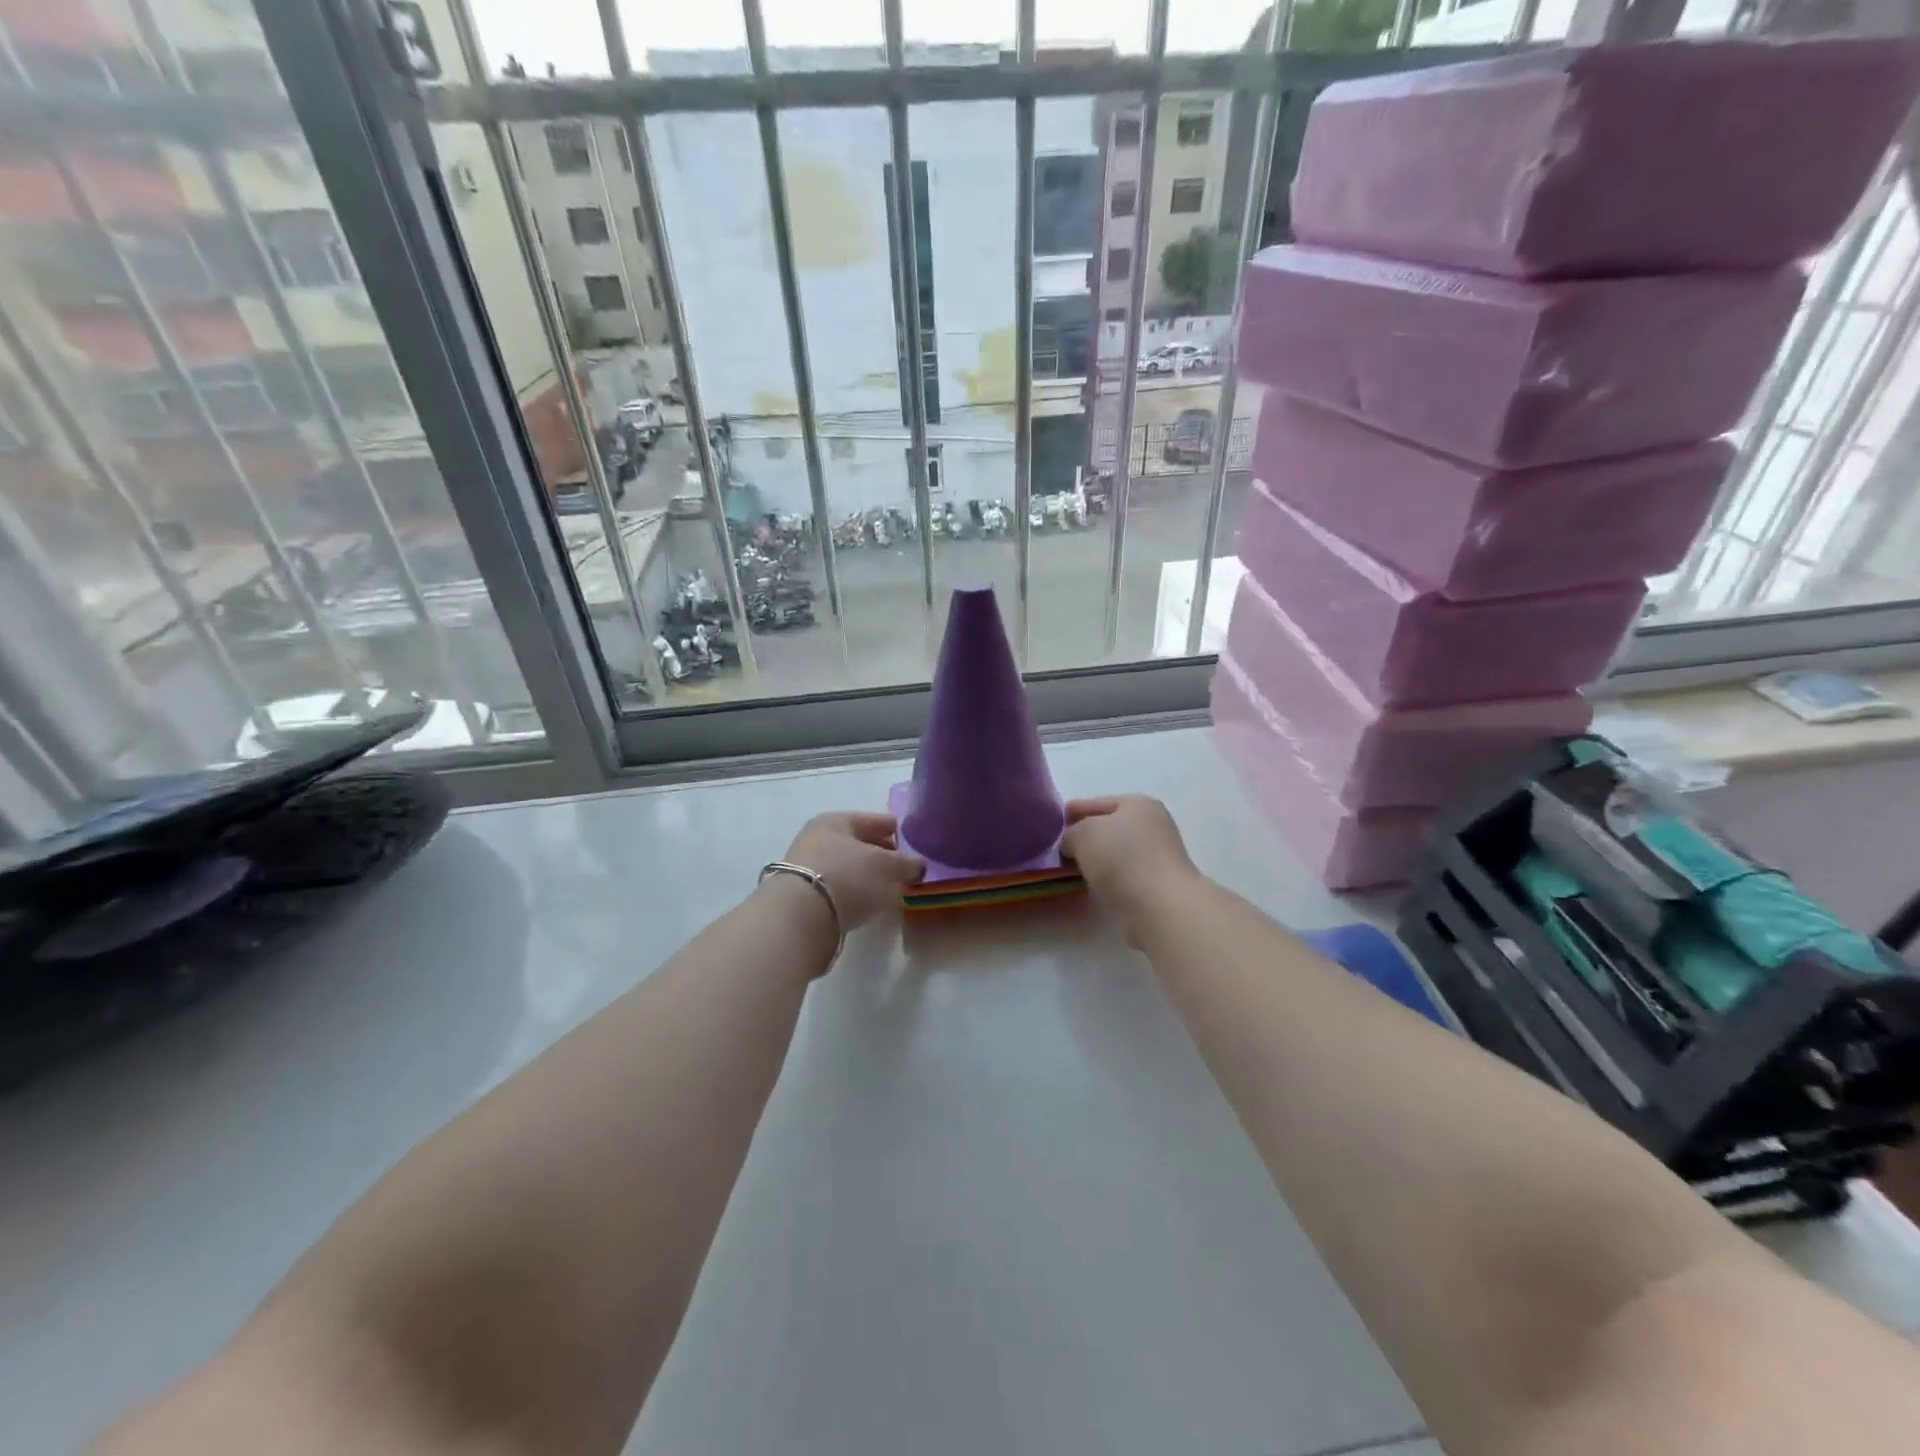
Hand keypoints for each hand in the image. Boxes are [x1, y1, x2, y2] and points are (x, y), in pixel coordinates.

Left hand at [780, 811, 925, 929]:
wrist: (800, 918)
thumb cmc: (847, 877)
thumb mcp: (887, 866)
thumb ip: (907, 863)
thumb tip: (919, 864)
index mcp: (836, 820)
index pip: (875, 820)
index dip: (897, 830)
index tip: (915, 842)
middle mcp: (818, 838)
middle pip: (860, 843)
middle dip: (883, 854)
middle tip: (906, 868)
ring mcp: (807, 867)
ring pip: (849, 866)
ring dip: (868, 875)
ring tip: (890, 888)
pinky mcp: (803, 896)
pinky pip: (839, 887)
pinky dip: (854, 892)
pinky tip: (868, 902)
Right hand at [1063, 796, 1201, 941]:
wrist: (1160, 907)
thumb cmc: (1121, 858)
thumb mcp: (1083, 833)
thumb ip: (1071, 833)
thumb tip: (1073, 845)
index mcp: (1139, 804)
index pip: (1098, 802)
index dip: (1073, 812)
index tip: (1052, 825)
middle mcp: (1154, 826)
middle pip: (1109, 829)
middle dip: (1085, 839)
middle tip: (1060, 851)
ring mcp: (1159, 858)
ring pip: (1117, 855)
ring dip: (1097, 862)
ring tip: (1072, 873)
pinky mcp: (1158, 887)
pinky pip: (1124, 878)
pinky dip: (1109, 882)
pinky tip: (1094, 889)